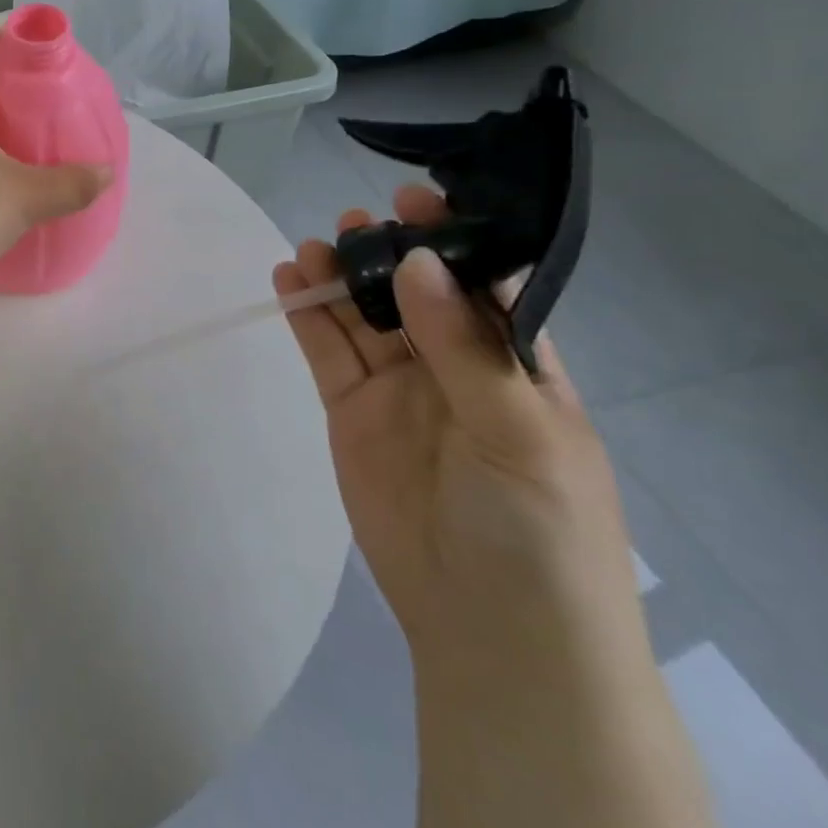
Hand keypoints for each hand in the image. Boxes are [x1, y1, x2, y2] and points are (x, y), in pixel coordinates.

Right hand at [274, 185, 650, 685]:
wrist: (489, 630)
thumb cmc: (539, 530)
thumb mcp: (520, 434)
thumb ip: (464, 347)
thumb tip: (418, 261)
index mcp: (516, 365)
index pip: (484, 284)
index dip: (454, 239)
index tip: (420, 197)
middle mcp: (453, 366)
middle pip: (413, 291)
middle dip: (388, 251)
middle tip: (356, 220)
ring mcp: (397, 387)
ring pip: (363, 314)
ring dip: (339, 276)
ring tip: (315, 246)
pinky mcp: (350, 410)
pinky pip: (325, 350)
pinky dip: (306, 314)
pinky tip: (288, 279)